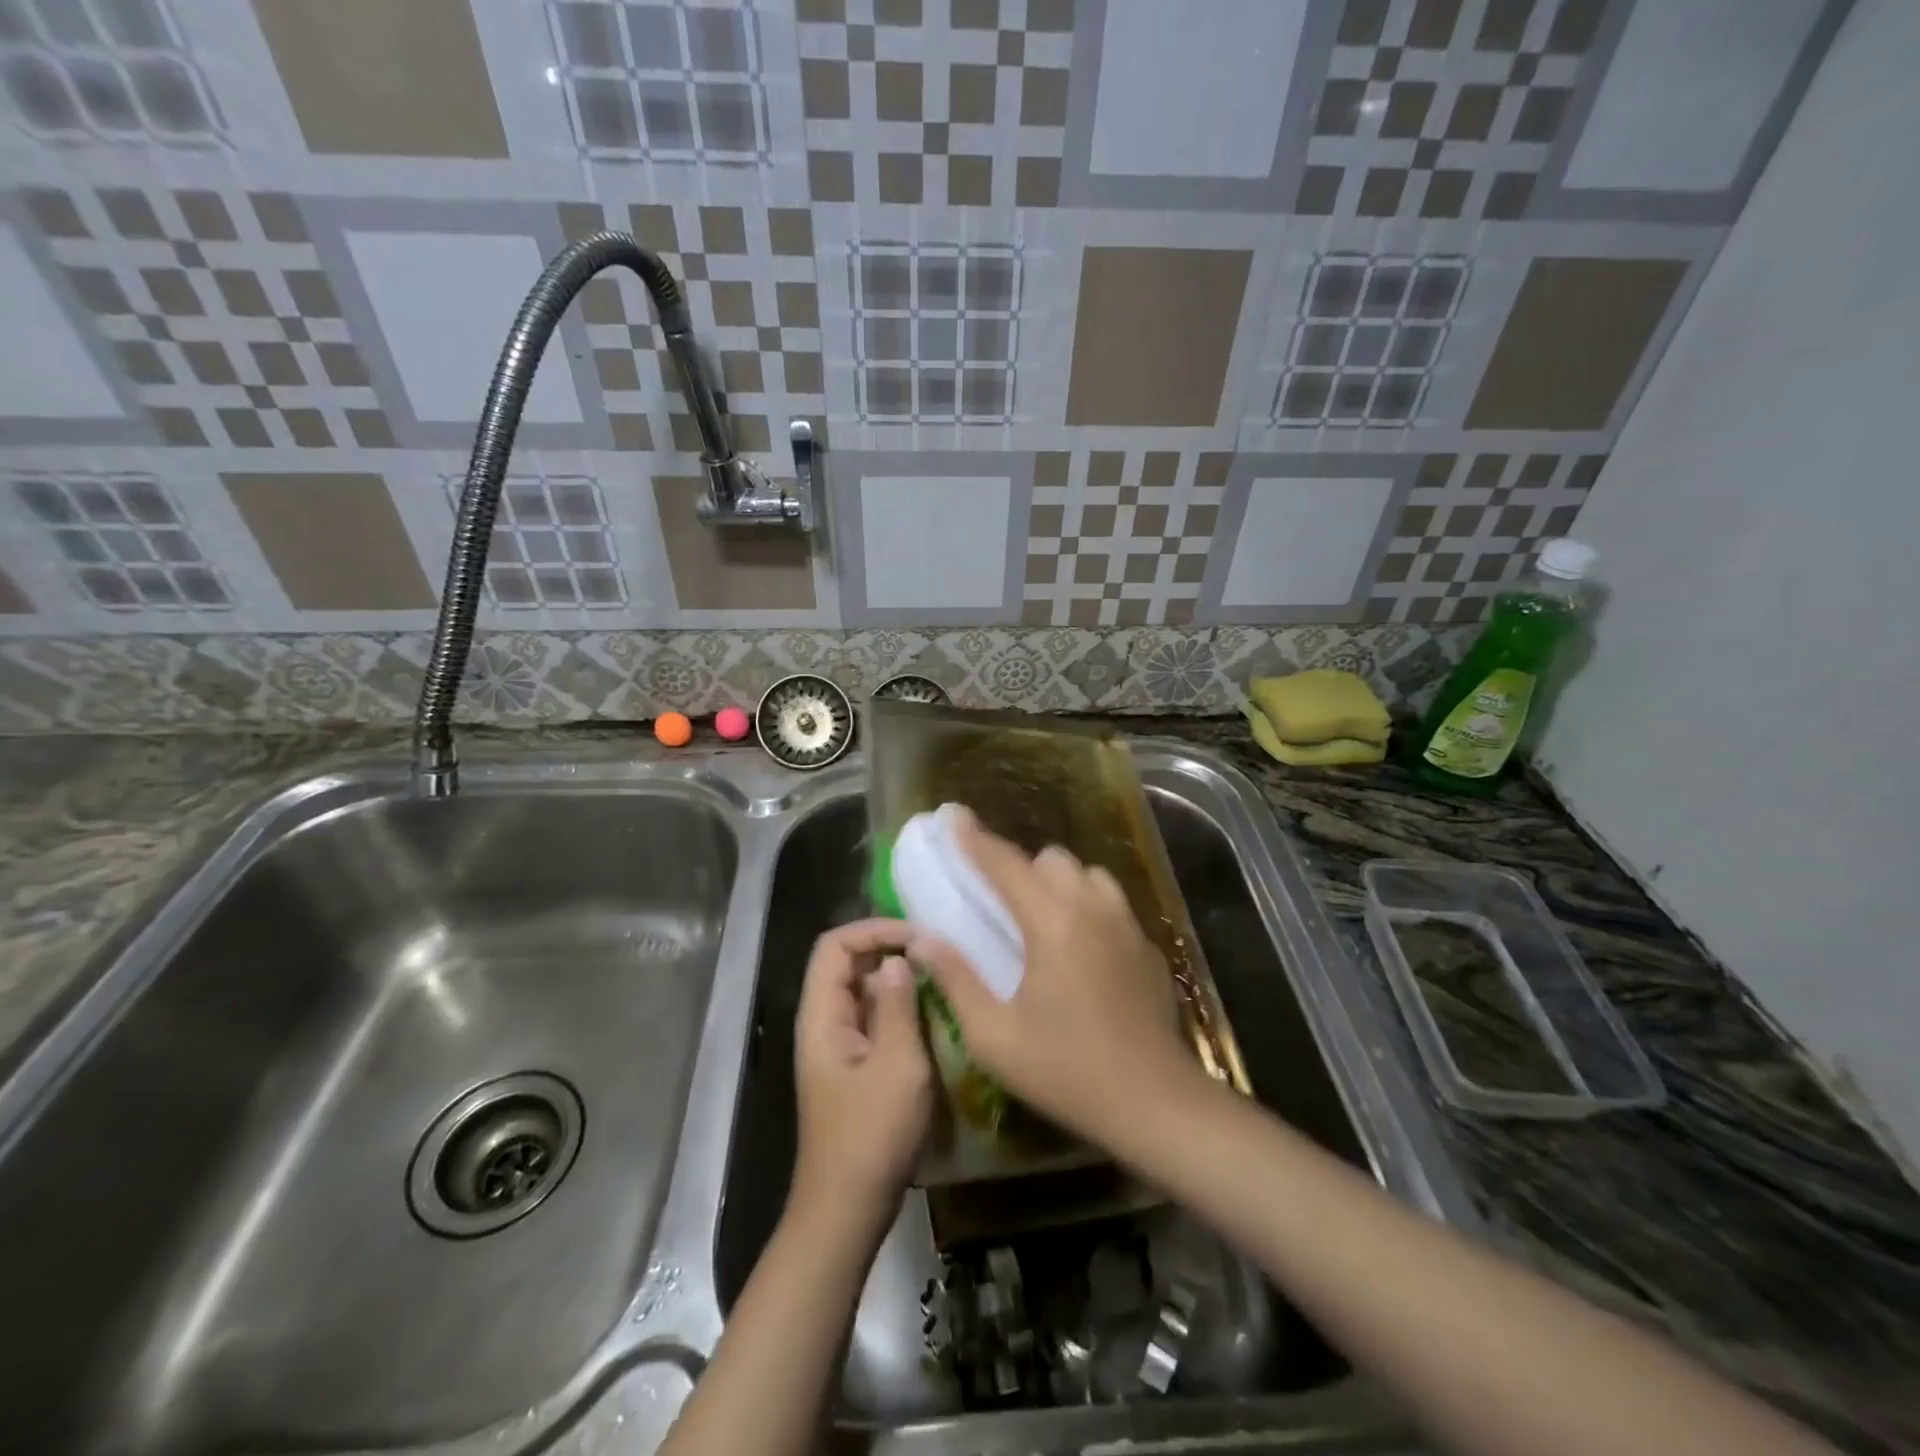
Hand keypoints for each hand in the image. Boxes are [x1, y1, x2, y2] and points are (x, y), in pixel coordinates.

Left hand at [791, 919, 932, 1240]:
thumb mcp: (897, 1065)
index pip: (835, 945)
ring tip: (942, 980)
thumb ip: (897, 1005)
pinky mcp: (855, 1068)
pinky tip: (935, 1017)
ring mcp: (839, 1047)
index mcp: (822, 1016)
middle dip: (890, 950)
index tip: (917, 937)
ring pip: (864, 992)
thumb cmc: (871, 1137)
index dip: (874, 929)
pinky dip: (901, 1010)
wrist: (847, 1211)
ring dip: (899, 981)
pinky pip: (875, 1021)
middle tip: (937, 955)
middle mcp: (824, 1023)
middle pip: (848, 964)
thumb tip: (898, 959)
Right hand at [910, 810, 1200, 1143]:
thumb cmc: (1066, 1070)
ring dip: (1060, 883)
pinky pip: (1112, 905)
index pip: (1004, 864)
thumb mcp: (994, 1036)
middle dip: (1021, 867)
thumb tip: (924, 939)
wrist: (1154, 1103)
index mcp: (1051, 922)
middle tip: (999, 900)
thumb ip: (956, 979)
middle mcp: (1092, 908)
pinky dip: (1089, 907)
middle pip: (1052, 859)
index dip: (973, 838)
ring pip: (1088, 875)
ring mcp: (1127, 924)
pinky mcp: (1148, 946)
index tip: (952, 815)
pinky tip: (1082, 950)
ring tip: (1043, 918)